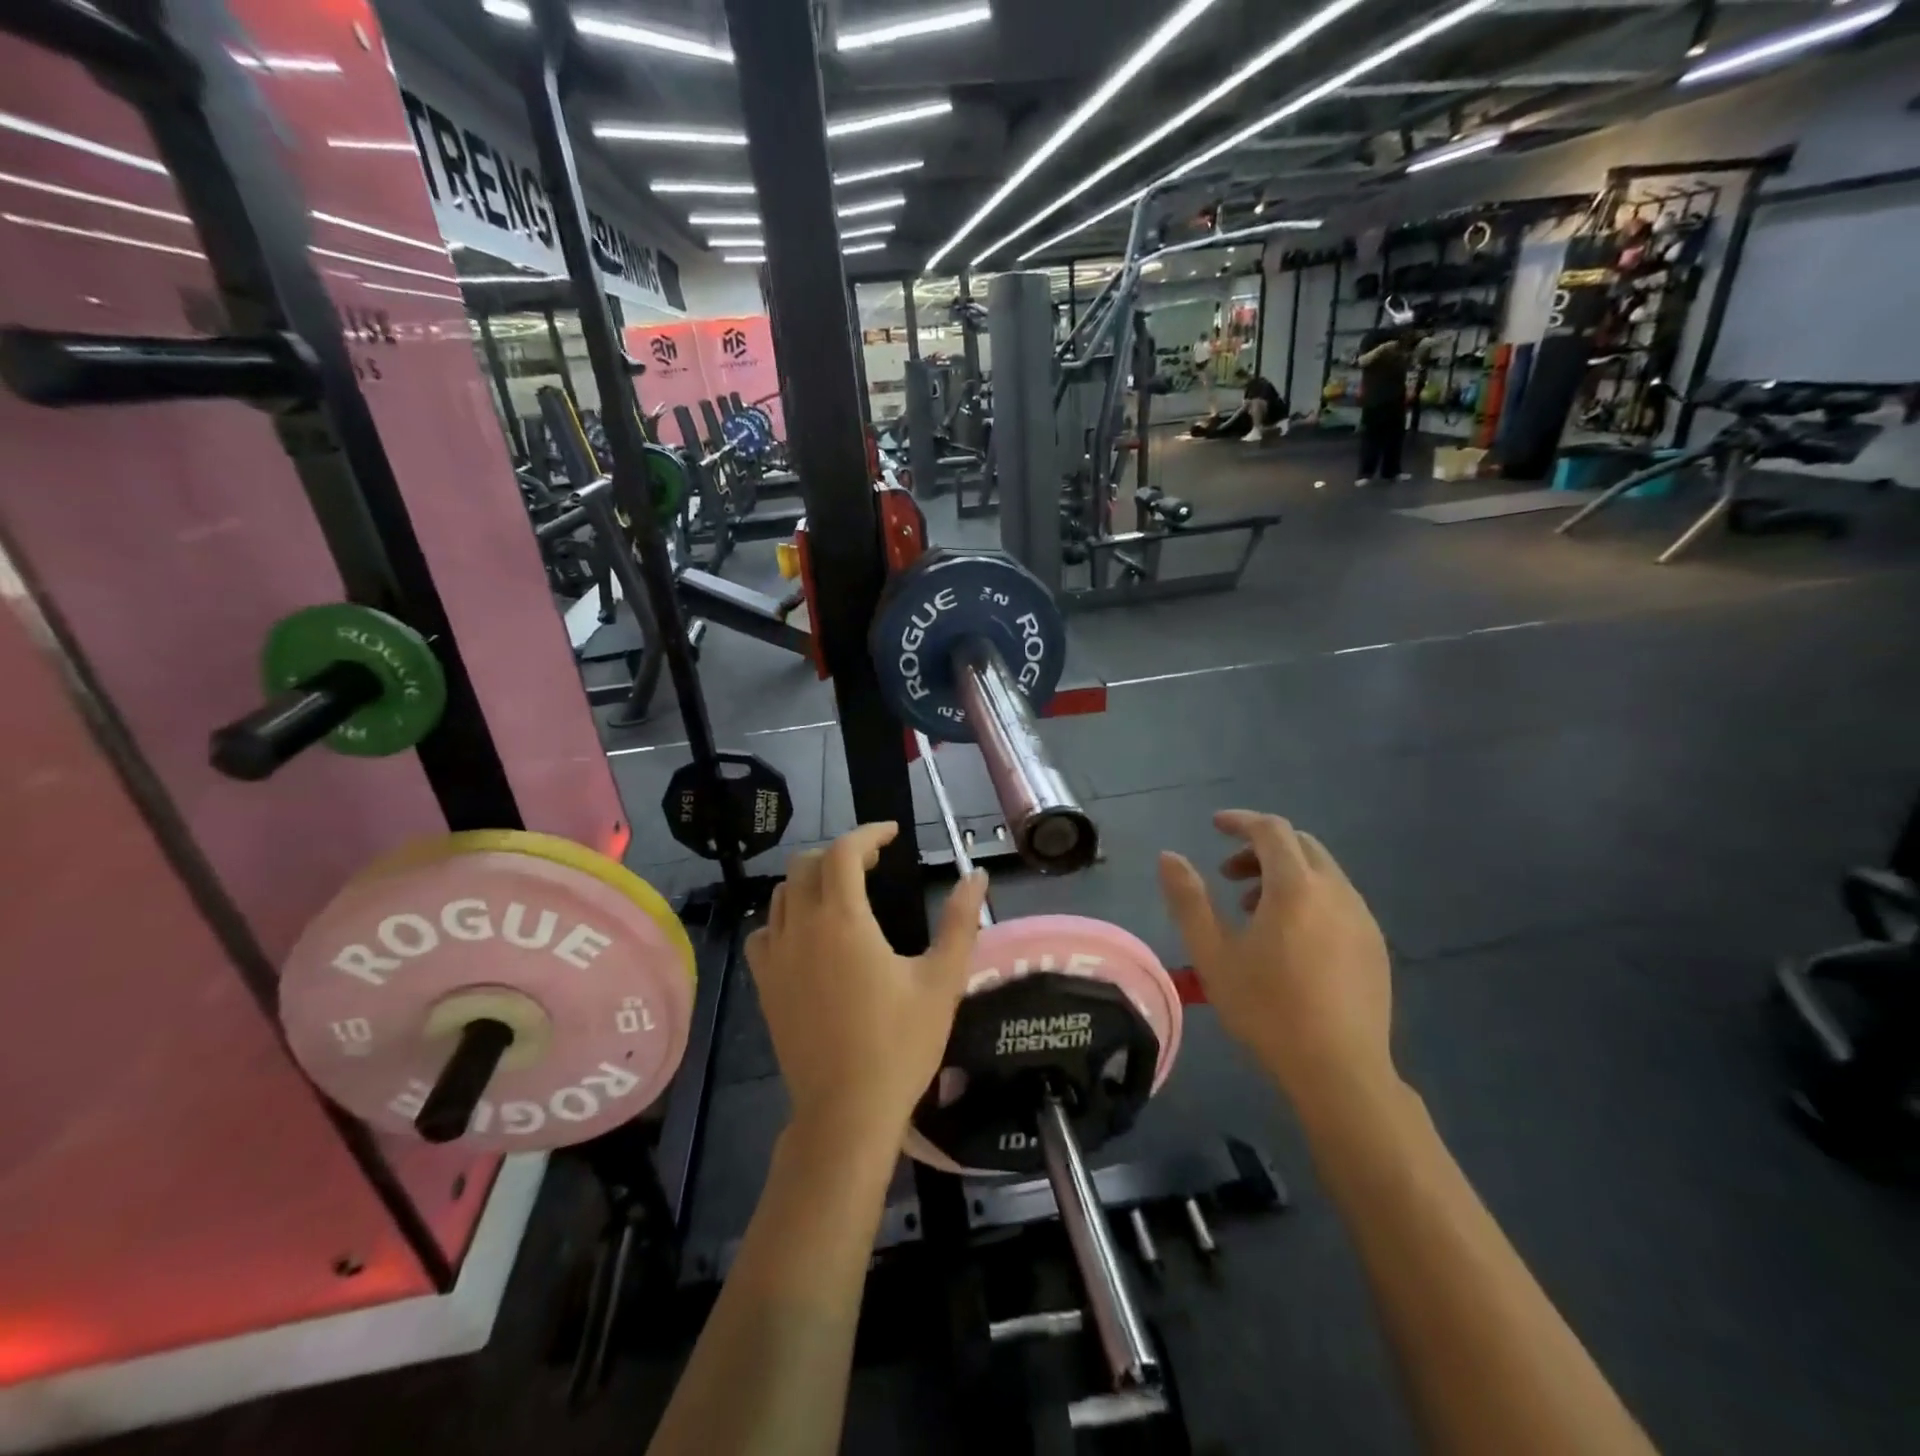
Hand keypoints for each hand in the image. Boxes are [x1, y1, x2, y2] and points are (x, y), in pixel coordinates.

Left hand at [747, 822, 988, 1148]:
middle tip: (873, 863)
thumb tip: (976, 875)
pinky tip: (807, 935)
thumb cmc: (900, 1044)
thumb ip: (960, 922)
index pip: (844, 851)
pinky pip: (765, 932)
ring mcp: (776, 957)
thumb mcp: (942, 981)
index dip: (868, 833)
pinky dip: (784, 918)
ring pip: (782, 894)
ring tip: (843, 893)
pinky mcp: (764, 985)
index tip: (892, 834)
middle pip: (807, 864)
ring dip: (812, 880)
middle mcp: (802, 927)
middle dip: (840, 853)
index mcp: (844, 920)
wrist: (847, 1112)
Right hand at [1158, 811, 1394, 1115]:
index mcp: (1295, 888)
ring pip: (1321, 872)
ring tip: (1254, 911)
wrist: (1340, 1071)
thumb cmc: (1267, 1009)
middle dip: (1261, 848)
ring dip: (1284, 874)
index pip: (1271, 830)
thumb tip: (1169, 857)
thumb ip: (1189, 900)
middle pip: (1300, 845)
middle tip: (1228, 876)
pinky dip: (1309, 897)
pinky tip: (1291, 939)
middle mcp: (1335, 891)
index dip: (1240, 821)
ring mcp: (1362, 918)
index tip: (1215, 826)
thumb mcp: (1212, 954)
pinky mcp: (1375, 945)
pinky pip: (1338, 899)